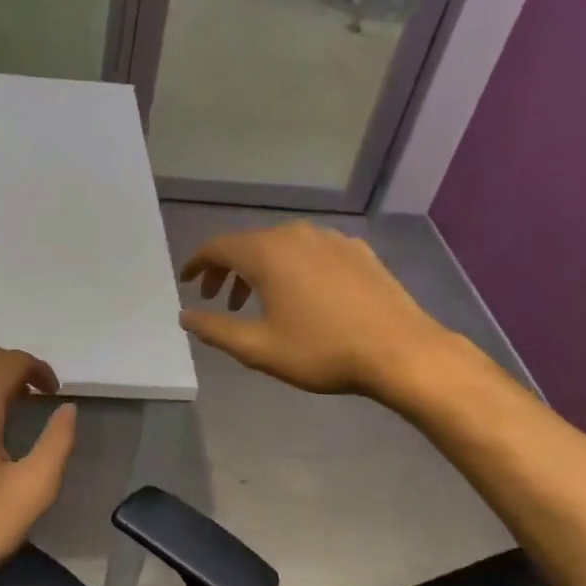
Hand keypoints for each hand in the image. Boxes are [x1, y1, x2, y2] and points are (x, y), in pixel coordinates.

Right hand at [179, 222, 456, 401]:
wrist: (400, 350)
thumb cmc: (322, 350)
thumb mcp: (258, 348)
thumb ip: (215, 329)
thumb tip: (185, 316)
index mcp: (266, 253)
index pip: (217, 247)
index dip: (197, 263)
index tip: (187, 282)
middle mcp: (295, 234)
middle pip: (249, 243)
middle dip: (228, 269)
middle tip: (219, 300)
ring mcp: (331, 239)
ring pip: (282, 246)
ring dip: (261, 269)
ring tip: (259, 302)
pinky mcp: (358, 251)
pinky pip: (312, 251)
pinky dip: (293, 268)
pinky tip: (303, 296)